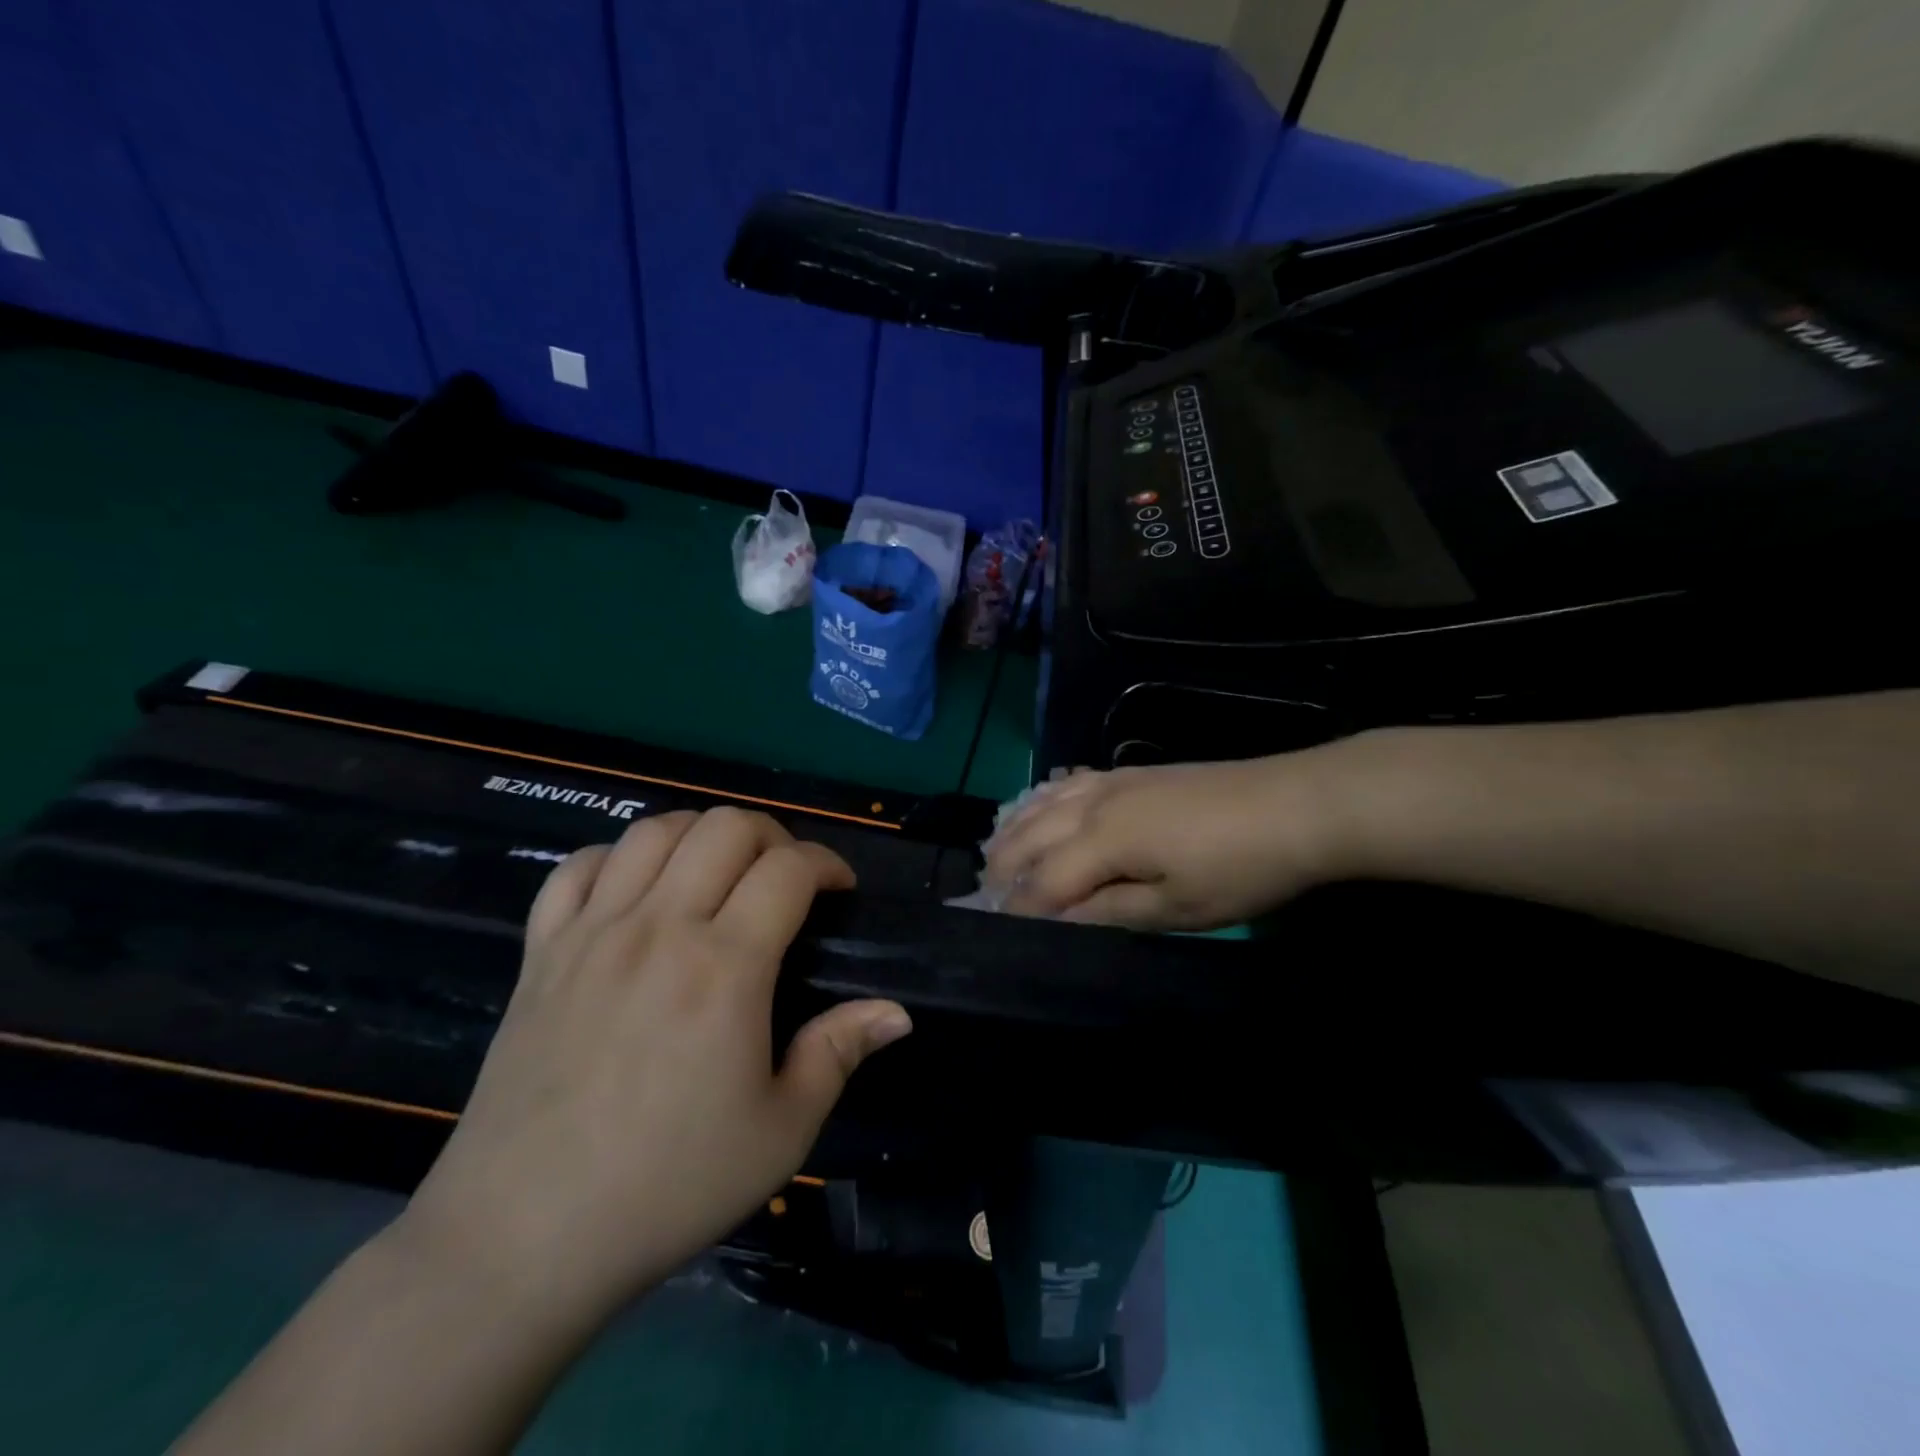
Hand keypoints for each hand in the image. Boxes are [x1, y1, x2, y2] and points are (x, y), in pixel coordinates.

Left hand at [400, 808, 911, 1323]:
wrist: (523, 1239)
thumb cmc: (668, 1185)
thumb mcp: (781, 1132)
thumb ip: (839, 1053)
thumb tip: (897, 1012)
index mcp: (726, 966)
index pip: (789, 868)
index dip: (826, 863)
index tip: (839, 888)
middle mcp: (660, 927)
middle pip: (725, 826)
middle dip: (771, 835)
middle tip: (783, 878)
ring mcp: (593, 932)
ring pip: (654, 830)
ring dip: (700, 834)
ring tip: (717, 873)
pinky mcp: (541, 951)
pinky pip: (577, 868)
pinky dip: (617, 858)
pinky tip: (636, 891)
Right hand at [982, 752, 1357, 928]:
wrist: (1297, 804)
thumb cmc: (1240, 868)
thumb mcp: (1178, 907)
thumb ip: (1109, 912)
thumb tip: (1058, 922)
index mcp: (1103, 840)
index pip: (1042, 880)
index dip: (1018, 908)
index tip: (997, 931)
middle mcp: (1094, 803)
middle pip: (1029, 834)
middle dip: (1002, 866)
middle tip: (987, 896)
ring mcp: (1113, 781)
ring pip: (1043, 802)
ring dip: (1015, 829)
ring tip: (997, 852)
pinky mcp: (1132, 772)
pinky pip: (1069, 782)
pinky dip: (1043, 798)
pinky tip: (1041, 804)